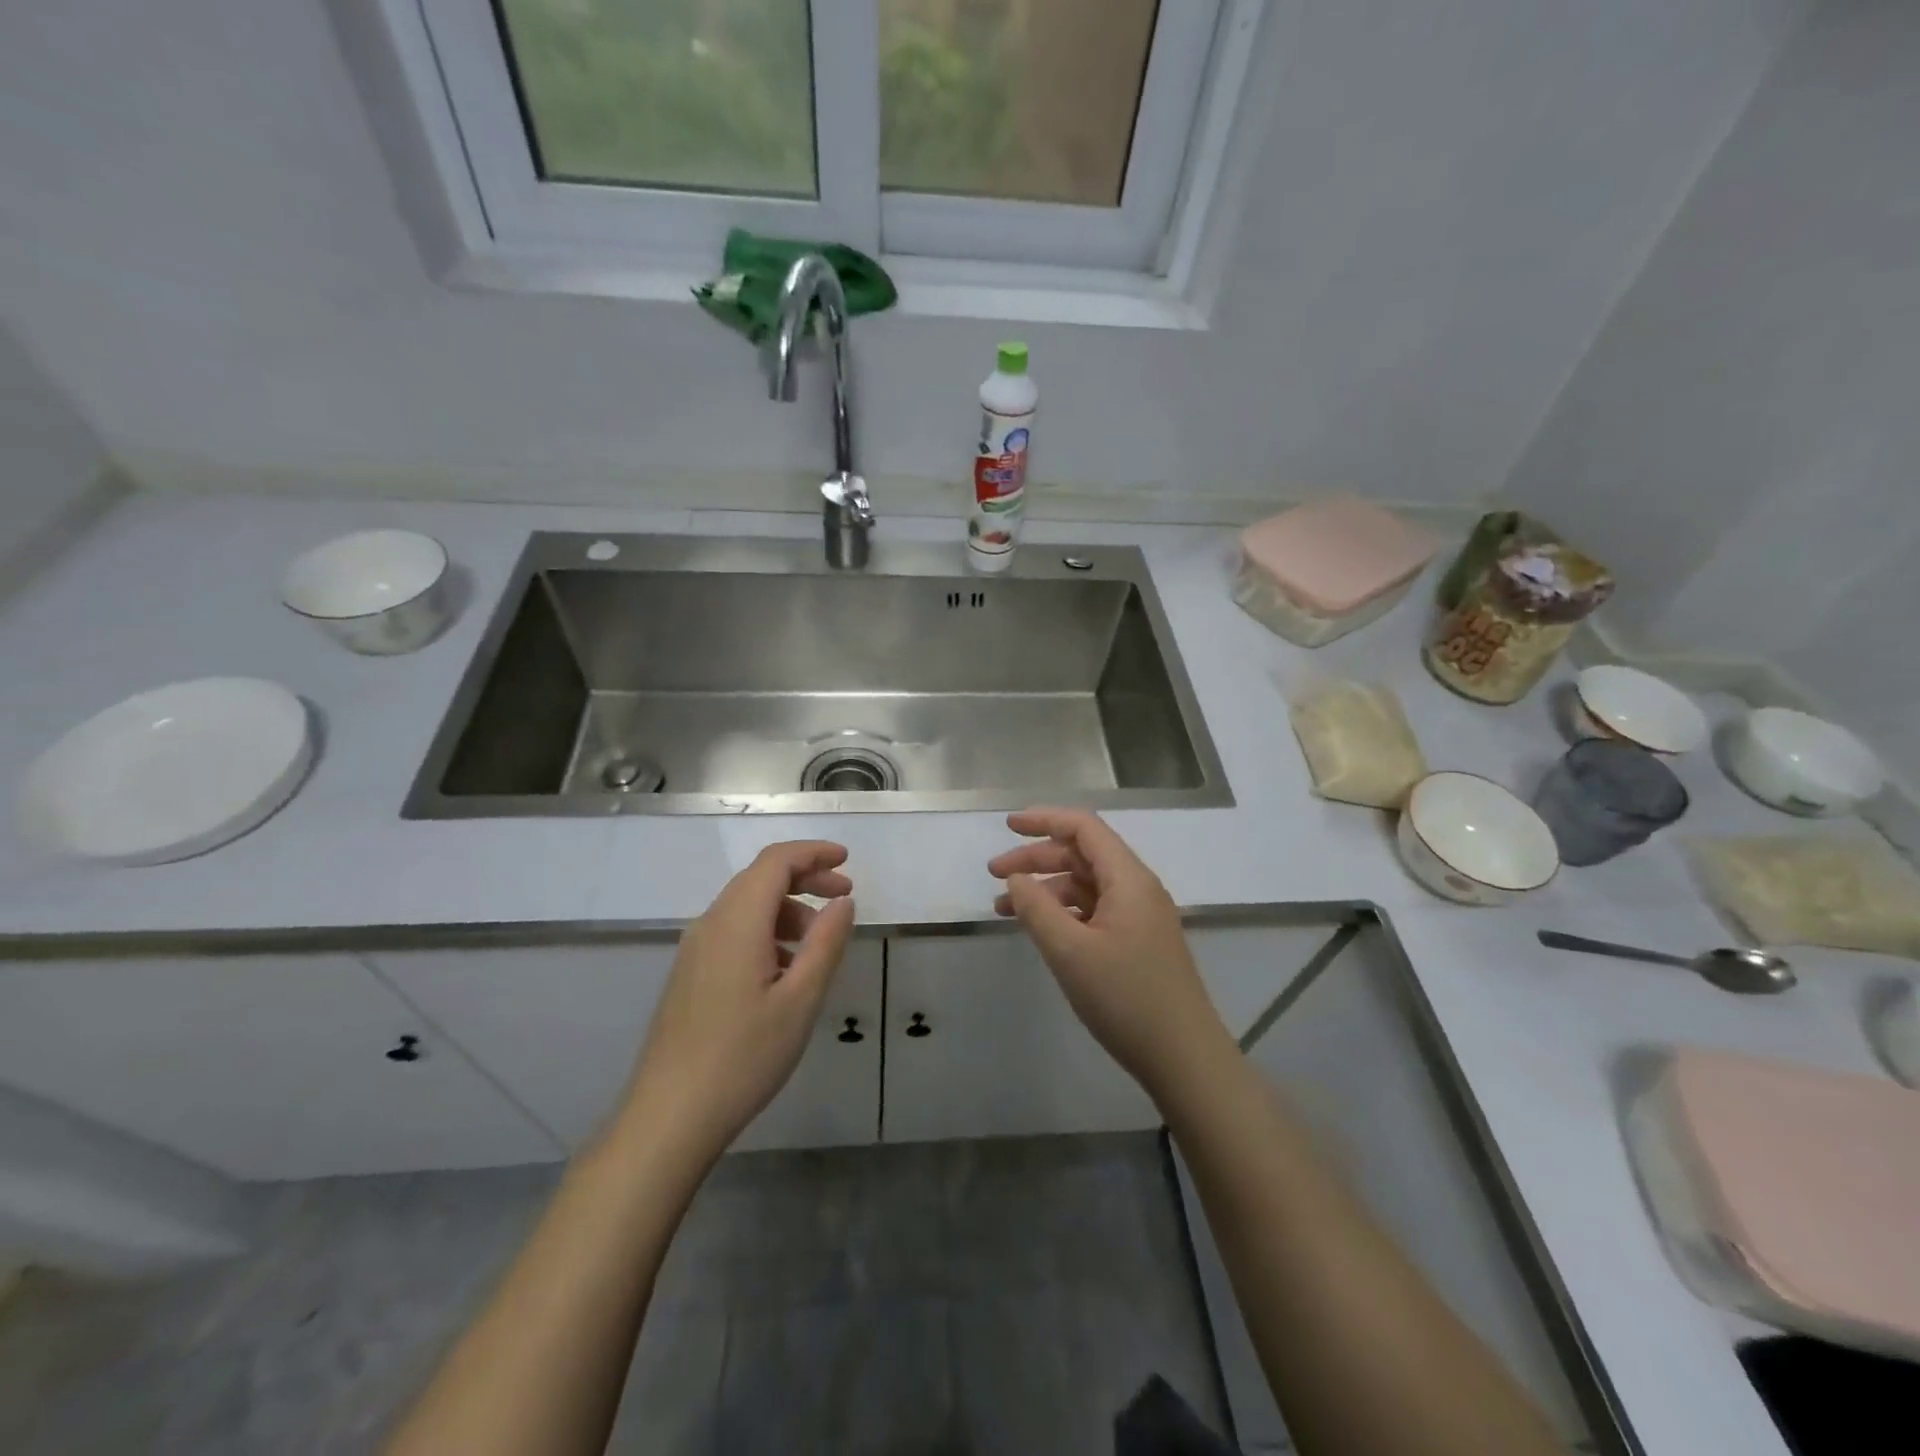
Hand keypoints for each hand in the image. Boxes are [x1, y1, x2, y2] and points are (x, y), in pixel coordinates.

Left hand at [617, 841, 855, 1165]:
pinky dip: (768, 933)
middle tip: (845, 898)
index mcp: (737, 922)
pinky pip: (734, 933)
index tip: (847, 861)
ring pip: (747, 907)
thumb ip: (826, 943)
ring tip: (820, 944)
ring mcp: (695, 950)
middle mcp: (710, 924)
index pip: (775, 862)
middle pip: (760, 879)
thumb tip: (843, 903)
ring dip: (788, 910)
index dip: (813, 852)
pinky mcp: (690, 974)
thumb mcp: (800, 1000)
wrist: (669, 1117)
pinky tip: (786, 972)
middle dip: (806, 879)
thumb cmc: (743, 1056)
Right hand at [989, 808, 1229, 1095]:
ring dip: (1046, 889)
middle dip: (1036, 858)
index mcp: (1128, 879)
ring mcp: (1140, 917)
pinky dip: (1063, 913)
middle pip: (1082, 855)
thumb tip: (1016, 879)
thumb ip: (1037, 909)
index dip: (1044, 820)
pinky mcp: (1138, 943)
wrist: (1184, 1059)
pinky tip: (1041, 930)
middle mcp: (1137, 889)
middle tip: (994, 875)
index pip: (1084, 828)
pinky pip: (1094, 911)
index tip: (1007, 825)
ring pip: (1086, 885)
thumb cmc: (1126, 998)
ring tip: (1005, 909)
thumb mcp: (1070, 952)